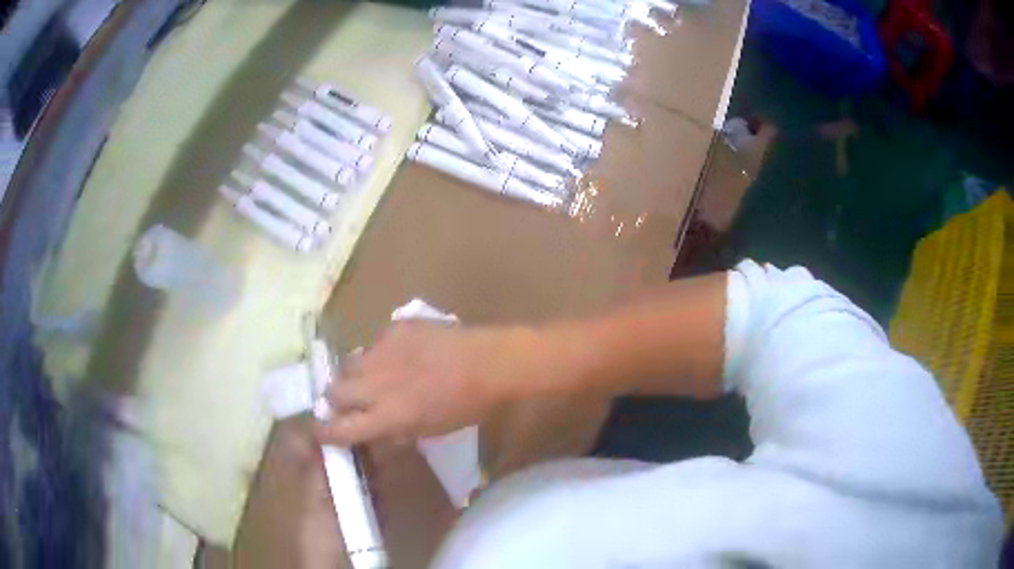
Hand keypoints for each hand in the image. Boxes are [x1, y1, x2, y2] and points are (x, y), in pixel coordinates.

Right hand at [316, 322, 540, 444]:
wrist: (489, 363)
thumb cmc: (466, 407)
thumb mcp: (429, 431)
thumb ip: (394, 431)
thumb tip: (372, 429)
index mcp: (387, 416)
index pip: (339, 428)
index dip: (325, 433)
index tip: (321, 433)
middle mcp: (376, 384)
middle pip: (333, 391)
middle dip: (336, 399)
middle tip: (349, 401)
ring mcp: (382, 352)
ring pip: (348, 363)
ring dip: (353, 375)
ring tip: (372, 376)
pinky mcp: (393, 329)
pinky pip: (372, 344)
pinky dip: (378, 354)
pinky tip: (399, 356)